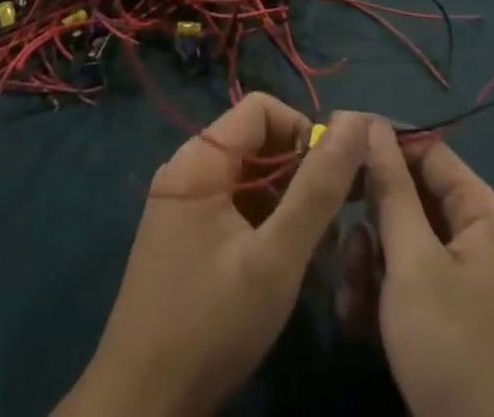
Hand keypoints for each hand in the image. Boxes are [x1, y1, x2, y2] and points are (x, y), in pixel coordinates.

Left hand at [57, 96, 369, 416]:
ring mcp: (179, 206)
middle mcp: (185, 170)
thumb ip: (318, 189)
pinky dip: (261, 225)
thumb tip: (356, 122)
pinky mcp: (180, 239)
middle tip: (328, 224)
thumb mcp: (276, 259)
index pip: (262, 108)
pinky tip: (280, 269)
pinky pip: (231, 208)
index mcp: (200, 160)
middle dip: (298, 174)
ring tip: (311, 253)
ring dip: (284, 204)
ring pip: (246, 179)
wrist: (138, 410)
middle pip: (255, 142)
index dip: (302, 131)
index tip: (330, 179)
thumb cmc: (209, 326)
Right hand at [361, 122, 493, 416]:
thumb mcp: (414, 261)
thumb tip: (371, 123)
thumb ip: (391, 188)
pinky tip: (355, 318)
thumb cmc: (451, 346)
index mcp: (481, 213)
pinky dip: (375, 293)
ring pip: (397, 240)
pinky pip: (400, 280)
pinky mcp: (437, 317)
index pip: (428, 151)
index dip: (383, 142)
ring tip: (352, 287)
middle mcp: (472, 237)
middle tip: (335, 221)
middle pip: (409, 197)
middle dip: (370, 215)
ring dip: (367, 259)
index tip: (336, 141)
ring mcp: (455, 280)